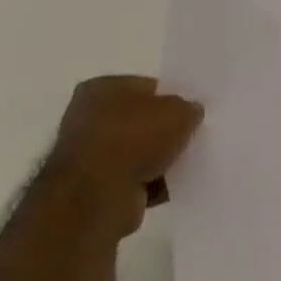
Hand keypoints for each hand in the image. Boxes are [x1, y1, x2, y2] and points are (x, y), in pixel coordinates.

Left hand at [44, 76, 202, 235]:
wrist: (99, 193)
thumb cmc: (135, 138)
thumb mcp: (178, 112)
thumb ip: (189, 108)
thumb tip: (190, 112)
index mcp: (102, 87)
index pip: (147, 87)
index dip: (172, 98)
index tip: (193, 113)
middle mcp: (88, 114)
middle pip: (141, 119)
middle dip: (165, 130)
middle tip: (191, 138)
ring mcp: (88, 151)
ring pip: (138, 150)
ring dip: (159, 158)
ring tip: (184, 164)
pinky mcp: (94, 183)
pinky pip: (133, 177)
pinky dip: (151, 182)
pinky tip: (170, 186)